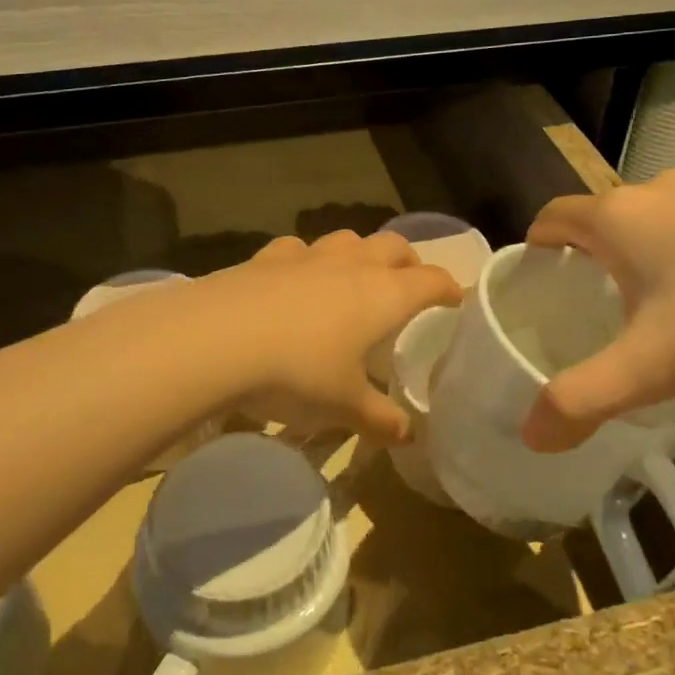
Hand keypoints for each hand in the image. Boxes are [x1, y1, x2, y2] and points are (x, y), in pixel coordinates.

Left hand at [199, 230, 462, 442]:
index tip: (455, 299)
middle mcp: (352, 265)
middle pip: (393, 246)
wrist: (219, 339)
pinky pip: (298, 249)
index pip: (431, 281)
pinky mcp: (267, 256)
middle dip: (408, 262)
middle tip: (408, 283)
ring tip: (355, 277)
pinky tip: (295, 278)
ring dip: (360, 253)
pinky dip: (307, 260)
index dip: (448, 288)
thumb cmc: (298, 372)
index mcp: (383, 295)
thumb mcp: (343, 405)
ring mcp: (308, 255)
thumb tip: (406, 435)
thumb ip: (378, 418)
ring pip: (348, 239)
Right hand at [520, 172, 674, 450]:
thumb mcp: (655, 366)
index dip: (538, 247)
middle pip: (606, 217)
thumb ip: (585, 400)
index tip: (542, 284)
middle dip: (595, 257)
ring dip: (651, 251)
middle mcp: (660, 190)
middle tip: (602, 310)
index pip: (552, 217)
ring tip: (670, 304)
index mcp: (620, 218)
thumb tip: (532, 437)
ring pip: (661, 217)